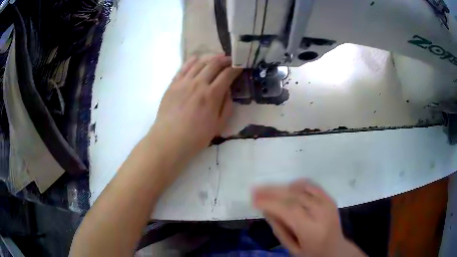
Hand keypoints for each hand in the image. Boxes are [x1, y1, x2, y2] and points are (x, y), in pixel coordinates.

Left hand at [149, 55, 241, 162]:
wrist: (169, 139)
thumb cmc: (196, 137)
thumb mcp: (218, 125)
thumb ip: (226, 106)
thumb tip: (228, 91)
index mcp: (212, 95)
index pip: (227, 75)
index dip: (235, 68)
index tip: (240, 66)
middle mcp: (198, 84)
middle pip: (214, 64)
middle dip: (224, 59)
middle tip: (230, 59)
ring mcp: (184, 82)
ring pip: (199, 63)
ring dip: (210, 57)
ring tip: (216, 57)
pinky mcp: (173, 84)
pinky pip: (183, 68)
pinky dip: (192, 61)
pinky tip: (197, 58)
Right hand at [253, 179, 366, 256]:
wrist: (335, 248)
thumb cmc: (310, 252)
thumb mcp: (291, 246)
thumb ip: (278, 227)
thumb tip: (266, 208)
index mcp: (311, 229)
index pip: (289, 210)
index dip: (271, 202)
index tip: (254, 199)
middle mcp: (321, 212)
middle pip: (294, 196)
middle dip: (272, 191)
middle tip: (255, 190)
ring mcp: (327, 203)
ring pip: (301, 188)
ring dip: (282, 187)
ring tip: (267, 190)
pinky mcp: (329, 198)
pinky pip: (311, 185)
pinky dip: (297, 184)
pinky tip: (287, 187)